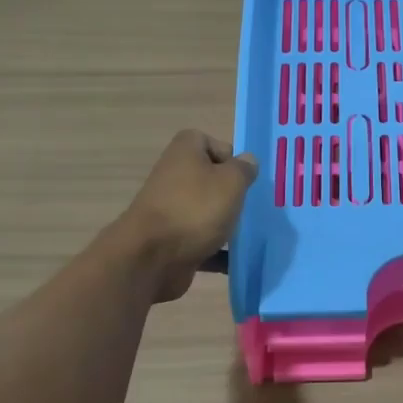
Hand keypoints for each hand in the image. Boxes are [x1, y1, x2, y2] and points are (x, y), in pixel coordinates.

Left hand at [114, 130, 257, 302]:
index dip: (229, 155)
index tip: (242, 176)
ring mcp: (171, 210)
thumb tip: (247, 161)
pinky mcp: (171, 240)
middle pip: (209, 178)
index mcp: (184, 152)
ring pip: (206, 211)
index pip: (208, 141)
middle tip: (250, 205)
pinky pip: (201, 240)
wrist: (151, 258)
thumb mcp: (231, 181)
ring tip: (248, 233)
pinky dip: (217, 250)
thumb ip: (244, 168)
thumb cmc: (195, 209)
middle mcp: (174, 176)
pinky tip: (236, 260)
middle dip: (231, 192)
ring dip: (226, 222)